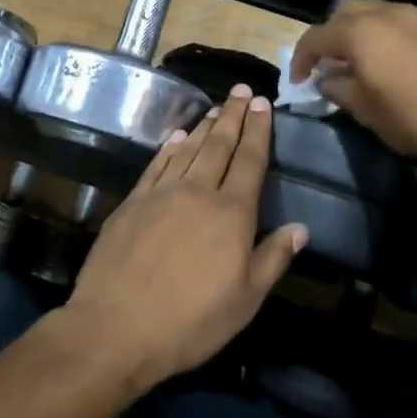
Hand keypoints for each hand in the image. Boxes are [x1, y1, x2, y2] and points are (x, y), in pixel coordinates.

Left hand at [60, 86, 305, 392]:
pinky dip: (168, 148)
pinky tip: (175, 137)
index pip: (250, 162)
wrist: (116, 327)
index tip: (262, 104)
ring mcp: (160, 194)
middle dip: (232, 117)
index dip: (258, 131)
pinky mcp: (131, 203)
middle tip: (240, 91)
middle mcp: (197, 193)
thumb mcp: (245, 301)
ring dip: (203, 127)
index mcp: (231, 215)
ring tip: (215, 108)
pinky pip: (155, 165)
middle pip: (218, 146)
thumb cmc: (190, 322)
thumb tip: (300, 228)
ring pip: (187, 150)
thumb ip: (272, 259)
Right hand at [288, 0, 416, 173]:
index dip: (301, 58)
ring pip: (378, 12)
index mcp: (361, 32)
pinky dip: (390, 37)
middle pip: (346, 11)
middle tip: (330, 63)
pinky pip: (405, 24)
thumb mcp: (365, 111)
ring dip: (362, 31)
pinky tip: (397, 64)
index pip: (317, 36)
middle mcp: (388, 14)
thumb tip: (329, 78)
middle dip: (332, 33)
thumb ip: (339, 88)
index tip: (299, 80)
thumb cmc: (415, 119)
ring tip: (363, 61)